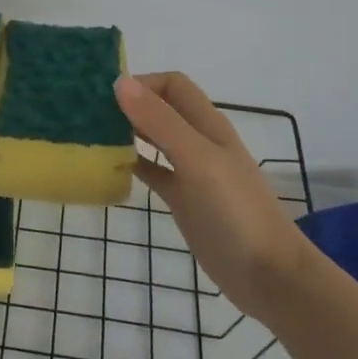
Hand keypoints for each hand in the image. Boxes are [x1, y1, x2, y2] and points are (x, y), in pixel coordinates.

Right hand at [114, 73, 311, 322]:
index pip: (172, 85)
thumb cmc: (236, 211)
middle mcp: (198, 141)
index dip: (143, 82)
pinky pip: (152, 172)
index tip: (106, 95)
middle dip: (129, 104)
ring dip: (127, 132)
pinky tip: (108, 169)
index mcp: (207, 124)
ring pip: (153, 139)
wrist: (268, 275)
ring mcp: (190, 172)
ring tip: (91, 134)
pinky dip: (131, 166)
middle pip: (161, 109)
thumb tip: (120, 82)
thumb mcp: (198, 160)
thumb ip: (161, 122)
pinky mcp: (183, 200)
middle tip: (89, 113)